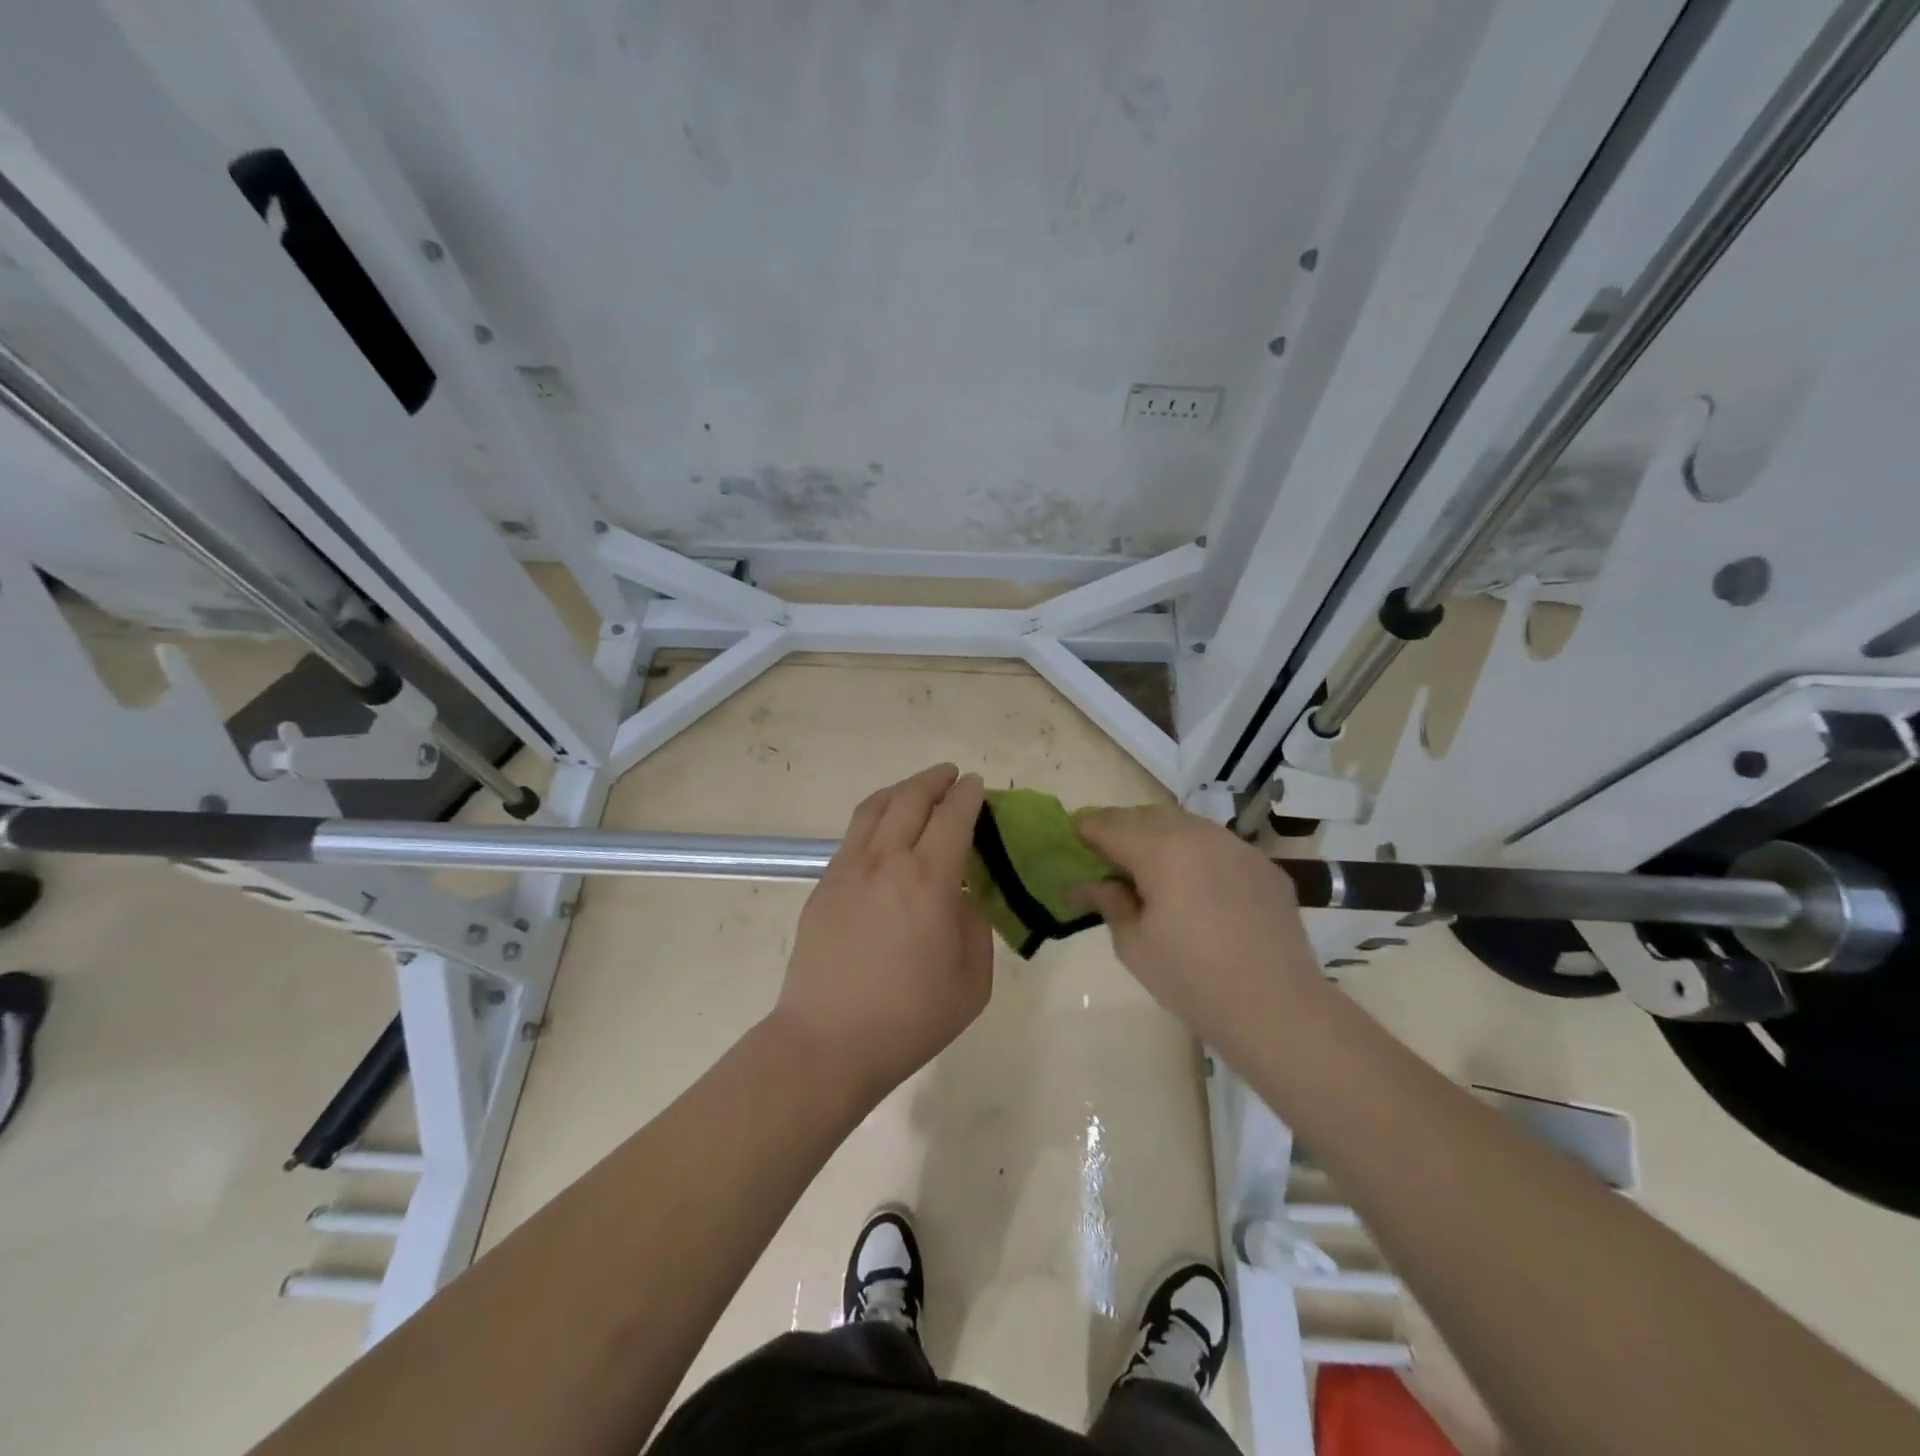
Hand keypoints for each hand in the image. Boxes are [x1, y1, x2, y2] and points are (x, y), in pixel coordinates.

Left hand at [771, 764, 992, 1105]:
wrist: (827, 1043)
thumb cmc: (909, 1019)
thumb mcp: (971, 981)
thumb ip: (974, 927)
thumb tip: (962, 897)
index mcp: (928, 881)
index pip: (953, 817)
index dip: (968, 795)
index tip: (978, 785)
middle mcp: (887, 862)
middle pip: (910, 799)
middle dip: (935, 780)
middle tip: (952, 776)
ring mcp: (848, 869)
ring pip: (875, 808)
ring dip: (902, 790)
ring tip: (918, 789)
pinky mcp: (824, 885)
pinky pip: (854, 834)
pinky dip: (876, 816)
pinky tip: (885, 831)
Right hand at [1074, 806, 1323, 1051]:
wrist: (1279, 1009)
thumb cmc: (1193, 980)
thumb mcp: (1134, 946)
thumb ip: (1108, 902)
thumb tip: (1087, 883)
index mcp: (1162, 851)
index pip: (1109, 825)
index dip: (1085, 830)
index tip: (1072, 841)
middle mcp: (1199, 835)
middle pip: (1146, 816)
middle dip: (1119, 829)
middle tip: (1104, 857)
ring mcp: (1237, 847)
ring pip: (1184, 825)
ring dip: (1158, 837)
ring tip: (1147, 868)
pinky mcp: (1263, 865)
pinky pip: (1216, 845)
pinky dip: (1194, 853)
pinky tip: (1193, 885)